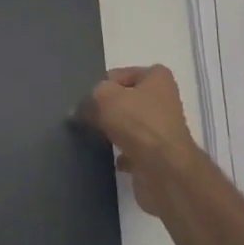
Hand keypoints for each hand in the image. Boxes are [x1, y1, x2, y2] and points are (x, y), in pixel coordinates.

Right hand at [78, 64, 205, 217]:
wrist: (164, 170)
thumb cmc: (137, 122)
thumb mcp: (104, 97)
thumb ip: (89, 98)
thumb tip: (79, 110)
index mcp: (157, 78)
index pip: (122, 74)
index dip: (103, 85)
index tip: (90, 100)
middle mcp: (164, 101)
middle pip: (127, 100)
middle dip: (108, 110)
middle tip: (88, 118)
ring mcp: (163, 130)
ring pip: (131, 126)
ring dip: (115, 132)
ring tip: (96, 139)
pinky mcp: (160, 156)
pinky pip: (134, 151)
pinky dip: (123, 155)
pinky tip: (111, 160)